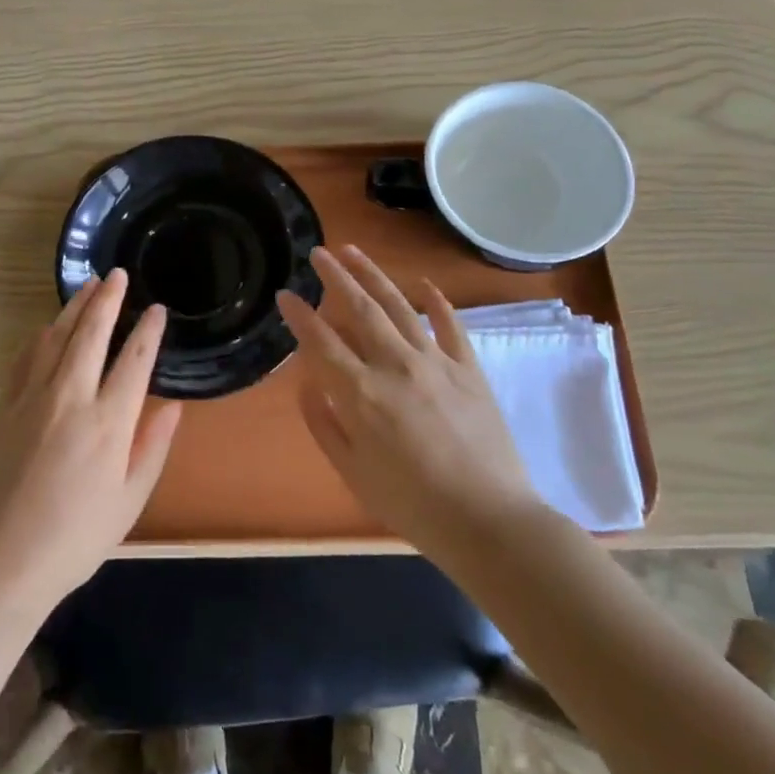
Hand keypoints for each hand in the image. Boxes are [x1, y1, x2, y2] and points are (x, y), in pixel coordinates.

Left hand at [0, 269, 182, 614]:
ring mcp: (32, 398)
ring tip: (89, 285)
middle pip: (92, 334)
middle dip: (108, 299)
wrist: (1, 559)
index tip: (157, 309)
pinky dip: (41, 335)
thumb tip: (172, 405)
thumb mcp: (129, 501)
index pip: (134, 360)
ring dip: (75, 308)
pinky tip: (49, 326)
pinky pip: (24, 357)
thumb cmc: (75, 537)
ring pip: (56, 337)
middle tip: (117, 274)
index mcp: (108, 424)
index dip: (148, 331)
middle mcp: (71, 399)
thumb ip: (153, 447)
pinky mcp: (4, 406)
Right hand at [279, 245, 540, 557]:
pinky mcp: (468, 370)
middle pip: (360, 310)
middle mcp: (395, 366)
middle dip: (335, 277)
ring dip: (374, 276)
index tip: (285, 294)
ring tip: (355, 252)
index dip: (299, 316)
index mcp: (361, 394)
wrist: (489, 522)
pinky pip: (450, 326)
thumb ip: (325, 425)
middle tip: (318, 252)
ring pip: (399, 307)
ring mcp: (436, 363)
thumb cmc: (412, 505)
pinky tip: (424, 285)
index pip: (321, 342)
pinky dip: (437, 302)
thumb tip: (307, 385)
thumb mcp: (353, 473)